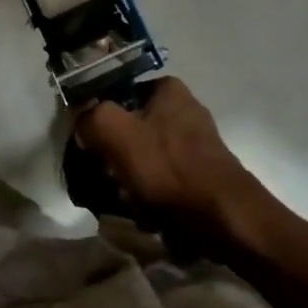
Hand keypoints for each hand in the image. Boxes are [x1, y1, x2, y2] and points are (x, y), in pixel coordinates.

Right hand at [75, 79, 265, 239]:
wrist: (225, 218)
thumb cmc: (168, 167)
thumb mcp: (115, 132)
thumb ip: (89, 117)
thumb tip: (83, 121)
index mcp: (168, 88)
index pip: (119, 93)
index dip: (100, 116)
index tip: (91, 143)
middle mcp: (186, 108)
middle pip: (133, 126)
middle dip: (117, 153)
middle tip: (106, 175)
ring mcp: (198, 143)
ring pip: (147, 155)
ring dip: (132, 177)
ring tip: (124, 198)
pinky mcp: (204, 174)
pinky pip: (165, 179)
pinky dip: (152, 194)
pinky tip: (146, 212)